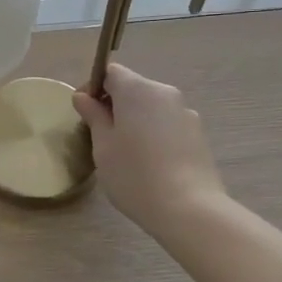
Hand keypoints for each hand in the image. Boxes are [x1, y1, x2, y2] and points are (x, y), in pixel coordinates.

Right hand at [72, 64, 224, 231]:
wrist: (189, 208)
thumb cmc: (134, 174)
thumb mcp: (103, 145)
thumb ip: (94, 116)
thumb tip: (83, 96)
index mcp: (138, 90)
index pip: (111, 72)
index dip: (93, 87)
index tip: (84, 112)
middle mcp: (165, 93)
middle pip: (133, 88)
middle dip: (114, 105)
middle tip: (99, 135)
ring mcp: (185, 113)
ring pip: (151, 107)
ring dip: (135, 120)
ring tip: (126, 152)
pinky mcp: (198, 134)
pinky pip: (167, 124)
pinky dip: (153, 133)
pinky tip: (149, 162)